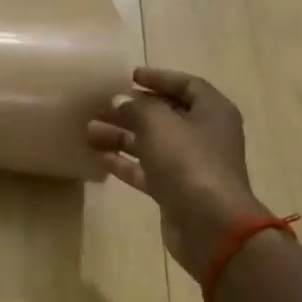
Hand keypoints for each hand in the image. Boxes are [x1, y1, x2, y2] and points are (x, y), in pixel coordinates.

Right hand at [86, 69, 266, 281]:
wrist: (210, 225)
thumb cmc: (189, 163)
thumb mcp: (159, 125)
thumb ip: (136, 107)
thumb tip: (120, 100)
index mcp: (212, 112)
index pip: (187, 85)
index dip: (159, 78)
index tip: (130, 76)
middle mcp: (204, 135)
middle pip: (165, 115)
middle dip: (132, 109)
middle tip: (100, 105)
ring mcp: (190, 165)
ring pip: (152, 143)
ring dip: (122, 136)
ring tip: (89, 130)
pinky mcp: (175, 190)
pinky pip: (147, 170)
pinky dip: (125, 162)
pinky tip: (98, 157)